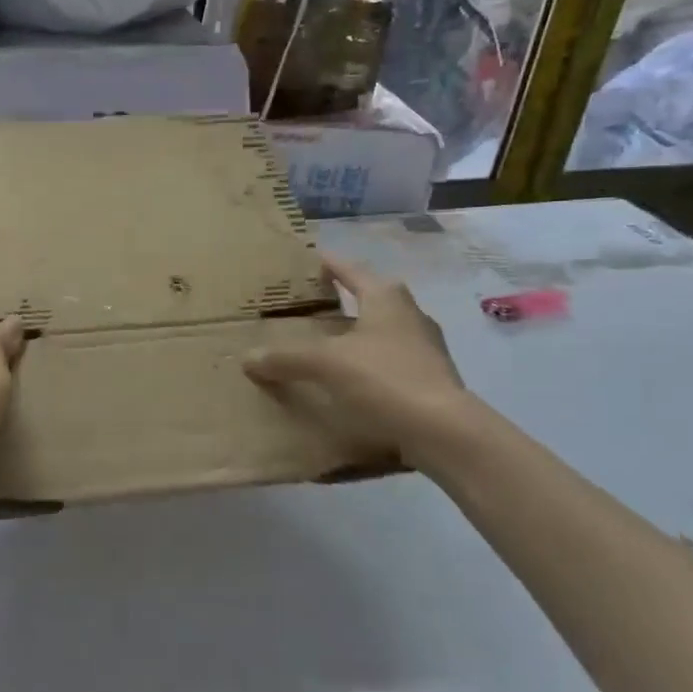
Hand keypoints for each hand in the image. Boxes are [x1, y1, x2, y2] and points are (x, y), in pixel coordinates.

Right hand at [244, 256, 468, 468]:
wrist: (445, 433)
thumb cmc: (384, 378)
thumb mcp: (325, 363)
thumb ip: (285, 358)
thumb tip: (247, 359)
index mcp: (386, 298)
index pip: (350, 270)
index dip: (327, 264)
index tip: (309, 258)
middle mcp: (410, 315)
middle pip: (370, 298)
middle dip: (342, 300)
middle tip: (310, 305)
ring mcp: (426, 348)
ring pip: (381, 331)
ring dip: (355, 335)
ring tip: (324, 344)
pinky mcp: (431, 380)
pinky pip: (390, 362)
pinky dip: (367, 364)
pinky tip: (349, 381)